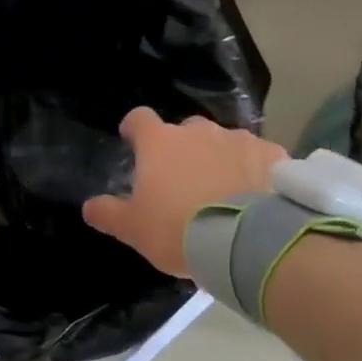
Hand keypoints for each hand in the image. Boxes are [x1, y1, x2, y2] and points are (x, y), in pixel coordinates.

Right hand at [82, 108, 286, 275]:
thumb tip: (89, 206)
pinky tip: (255, 196)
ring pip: (223, 142)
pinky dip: (253, 170)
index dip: (134, 129)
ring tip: (223, 193)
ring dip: (219, 159)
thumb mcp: (133, 229)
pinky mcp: (273, 154)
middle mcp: (199, 131)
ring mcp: (240, 139)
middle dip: (181, 149)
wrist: (246, 241)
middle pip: (185, 131)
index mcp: (160, 143)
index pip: (139, 119)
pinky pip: (258, 156)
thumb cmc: (177, 230)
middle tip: (182, 181)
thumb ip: (108, 213)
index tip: (132, 142)